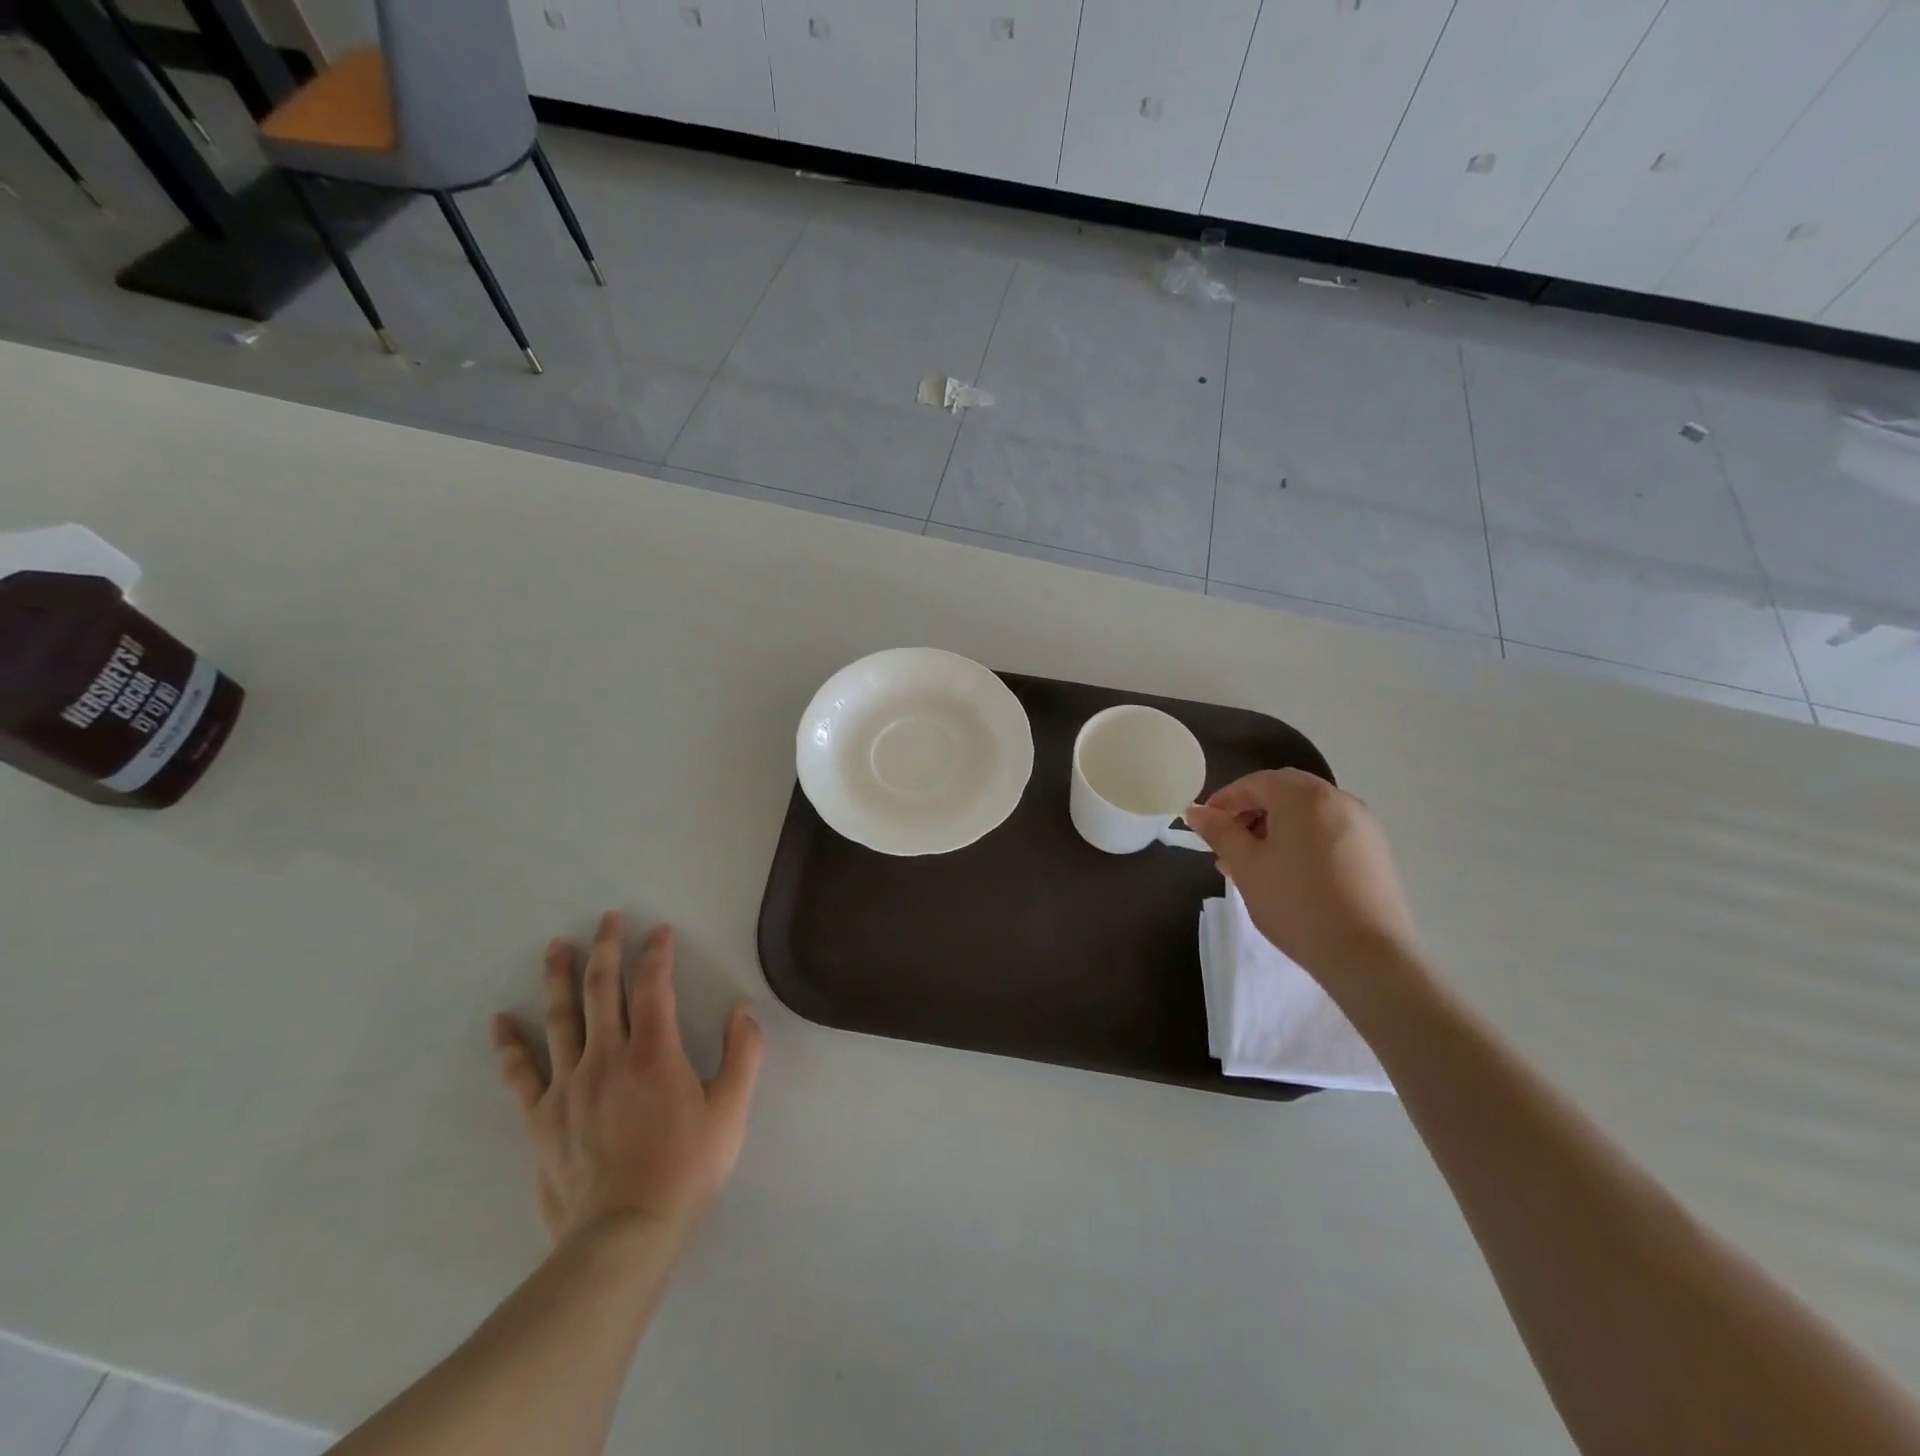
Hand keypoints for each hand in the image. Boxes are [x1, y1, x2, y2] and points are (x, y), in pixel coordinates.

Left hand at [490, 914, 763, 1247]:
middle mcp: (607, 1056)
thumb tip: (743, 1010)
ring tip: (556, 946)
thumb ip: (744, 1055)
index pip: (653, 986)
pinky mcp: (541, 1117)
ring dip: (558, 977)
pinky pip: (521, 1073)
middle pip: (601, 989)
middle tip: (607, 918)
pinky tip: (501, 1020)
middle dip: (606, 948)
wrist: (623, 1235)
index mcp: (654, 1052)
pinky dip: (510, 1044)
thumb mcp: (730, 1111)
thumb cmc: (684, 1169)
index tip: (658, 929)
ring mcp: (568, 1085)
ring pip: (560, 1018)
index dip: (656, 953)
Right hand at [1185, 769, 1422, 994]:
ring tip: (1254, 865)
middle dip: (1250, 813)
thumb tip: (1196, 812)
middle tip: (1227, 844)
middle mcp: (1339, 799)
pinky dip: (1302, 841)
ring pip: (1307, 814)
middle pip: (1284, 793)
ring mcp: (1363, 825)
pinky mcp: (1376, 852)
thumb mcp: (1246, 866)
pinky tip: (1288, 875)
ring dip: (1275, 828)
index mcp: (1304, 796)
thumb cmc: (1296, 903)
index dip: (1224, 800)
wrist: (1367, 956)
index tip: (1204, 825)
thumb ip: (1220, 832)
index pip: (1255, 783)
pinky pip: (1328, 832)